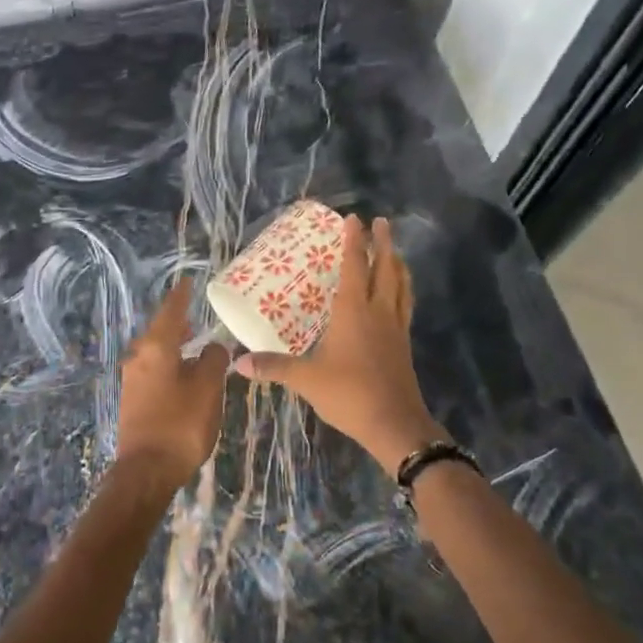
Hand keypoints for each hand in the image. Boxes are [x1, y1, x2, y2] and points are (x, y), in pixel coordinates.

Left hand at [114, 281, 231, 488]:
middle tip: (195, 313)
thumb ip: (213, 361)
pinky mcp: (132, 399)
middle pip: (159, 330)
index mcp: (156, 347)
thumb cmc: (181, 424)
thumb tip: (214, 346)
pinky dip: (168, 363)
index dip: (181, 295)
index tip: (188, 281)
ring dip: (173, 344)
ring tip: (192, 342)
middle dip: (177, 321)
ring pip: (155, 351)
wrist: (146, 471)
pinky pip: (152, 369)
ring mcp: (132, 379)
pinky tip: (181, 372)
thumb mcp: (207, 389)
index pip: (171, 311)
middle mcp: (139, 357)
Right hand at [234, 216, 443, 476]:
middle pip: (385, 268)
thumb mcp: (306, 379)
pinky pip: (405, 306)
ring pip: (401, 286)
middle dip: (383, 243)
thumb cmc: (350, 393)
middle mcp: (378, 312)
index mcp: (354, 311)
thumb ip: (274, 366)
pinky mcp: (404, 345)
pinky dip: (402, 290)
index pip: (355, 266)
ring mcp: (395, 328)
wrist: (395, 424)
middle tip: (382, 222)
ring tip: (394, 251)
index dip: (354, 241)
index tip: (354, 218)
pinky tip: (398, 295)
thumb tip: (238, 362)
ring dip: (397, 264)